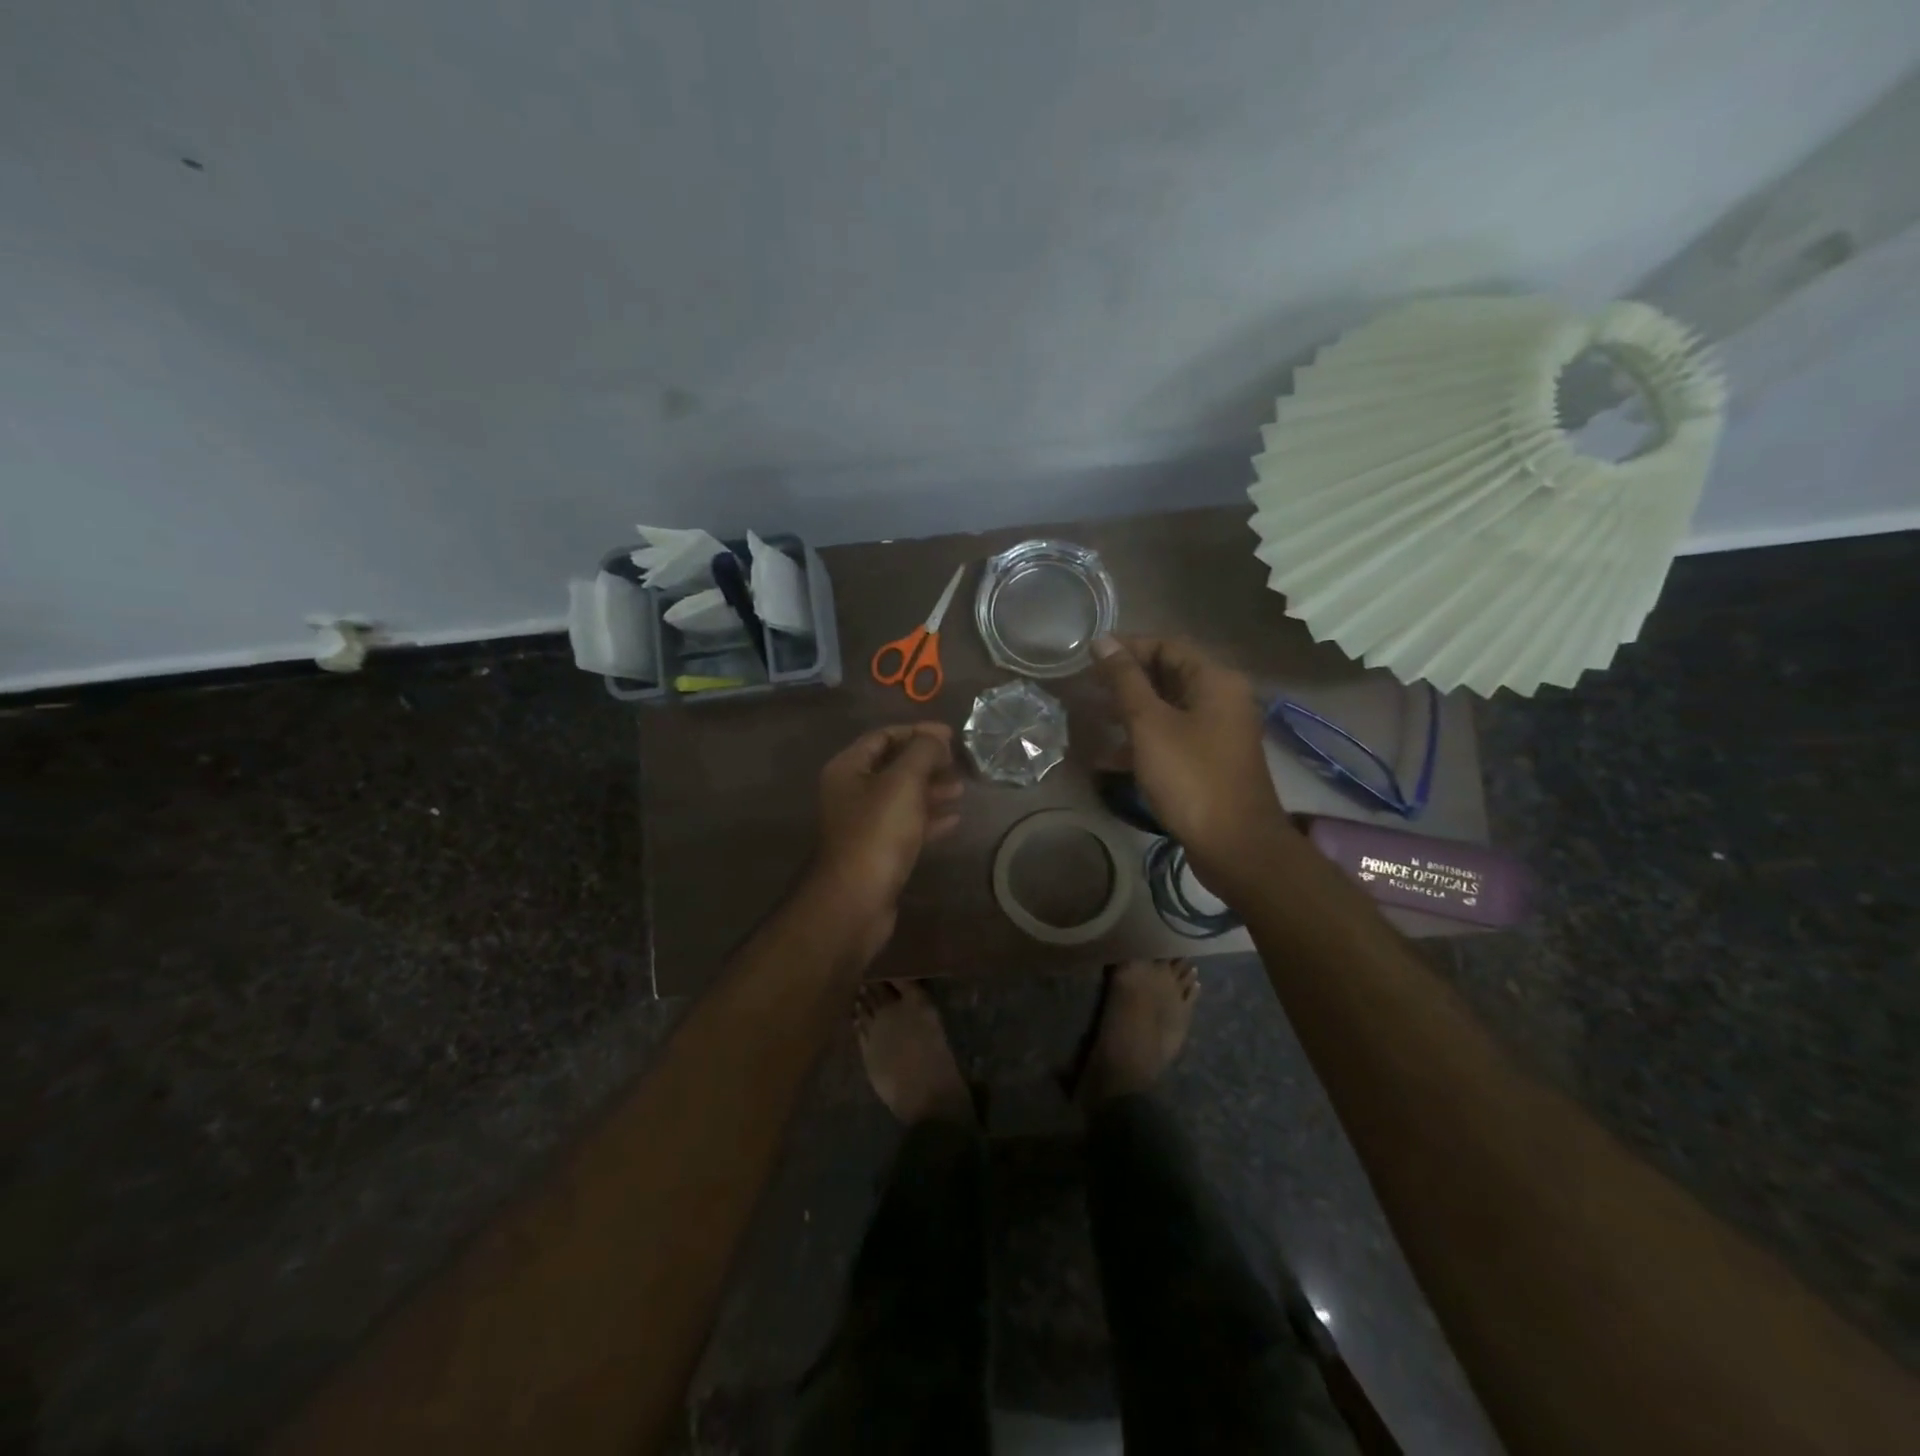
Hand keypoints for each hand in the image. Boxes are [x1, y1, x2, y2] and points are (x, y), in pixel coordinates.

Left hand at [810, 723, 963, 945]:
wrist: (856, 900)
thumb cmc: (877, 833)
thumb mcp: (903, 782)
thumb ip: (923, 752)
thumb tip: (937, 738)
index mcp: (848, 768)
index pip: (883, 736)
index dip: (917, 732)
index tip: (951, 736)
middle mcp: (851, 792)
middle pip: (893, 766)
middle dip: (927, 762)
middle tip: (958, 763)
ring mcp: (863, 824)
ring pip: (901, 797)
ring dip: (931, 790)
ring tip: (961, 790)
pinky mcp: (877, 851)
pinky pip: (906, 826)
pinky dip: (928, 819)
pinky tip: (954, 820)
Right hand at [1093, 635, 1291, 888]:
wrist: (1235, 845)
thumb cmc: (1190, 776)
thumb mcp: (1150, 724)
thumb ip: (1125, 680)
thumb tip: (1103, 641)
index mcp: (1215, 680)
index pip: (1167, 645)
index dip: (1127, 647)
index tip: (1089, 656)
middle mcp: (1222, 699)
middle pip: (1168, 675)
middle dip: (1126, 680)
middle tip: (1086, 686)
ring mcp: (1218, 732)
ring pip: (1167, 709)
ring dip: (1130, 711)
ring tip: (1090, 716)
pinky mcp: (1209, 761)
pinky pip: (1171, 738)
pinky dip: (1142, 742)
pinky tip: (1106, 757)